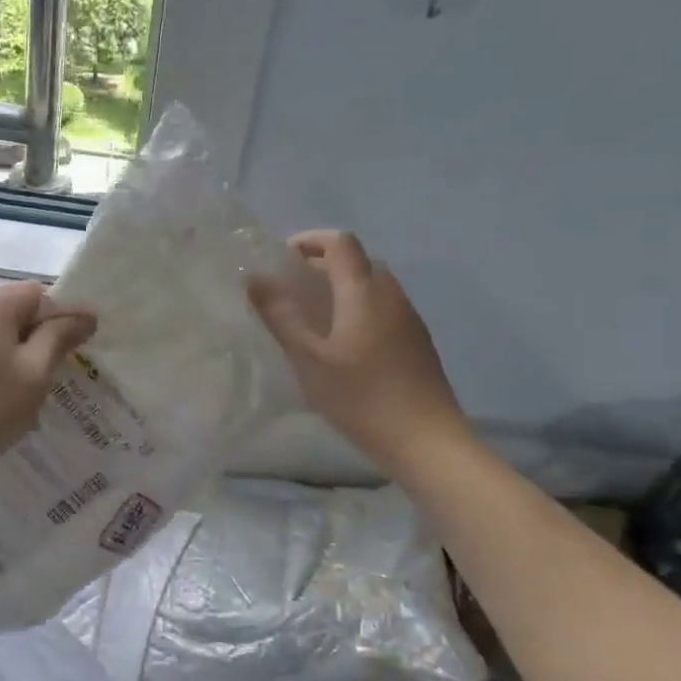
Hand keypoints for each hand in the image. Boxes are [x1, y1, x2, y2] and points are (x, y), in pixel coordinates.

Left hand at [0, 281, 96, 479]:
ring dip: (9, 343)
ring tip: (23, 379)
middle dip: (35, 329)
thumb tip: (85, 314)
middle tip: (53, 364)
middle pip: (10, 306)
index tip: (77, 343)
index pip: (37, 293)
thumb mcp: (36, 372)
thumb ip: (60, 336)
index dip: (62, 314)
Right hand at [249, 230, 469, 474]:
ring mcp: (409, 319)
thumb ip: (281, 317)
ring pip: (373, 285)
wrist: (426, 440)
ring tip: (313, 316)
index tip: (282, 258)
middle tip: (291, 288)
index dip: (310, 240)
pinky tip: (343, 343)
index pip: (341, 243)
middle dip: (323, 264)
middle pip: (358, 261)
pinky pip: (384, 308)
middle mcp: (391, 295)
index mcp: (364, 292)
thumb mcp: (309, 359)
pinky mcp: (417, 342)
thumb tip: (255, 279)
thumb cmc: (361, 397)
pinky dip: (358, 307)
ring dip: (342, 287)